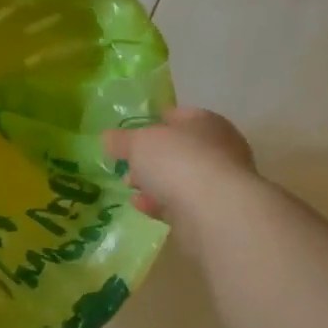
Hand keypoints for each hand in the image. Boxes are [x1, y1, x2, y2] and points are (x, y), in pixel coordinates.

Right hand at [104, 107, 255, 240]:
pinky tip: (141, 206)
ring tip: (130, 188)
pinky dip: (161, 203)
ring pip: (180, 178)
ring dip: (155, 183)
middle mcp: (219, 148)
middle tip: (127, 166)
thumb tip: (108, 139)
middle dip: (151, 158)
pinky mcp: (215, 211)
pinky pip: (182, 203)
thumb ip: (121, 140)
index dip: (152, 124)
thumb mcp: (138, 143)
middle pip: (178, 149)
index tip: (130, 136)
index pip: (177, 116)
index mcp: (205, 122)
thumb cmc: (177, 161)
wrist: (214, 210)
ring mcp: (220, 182)